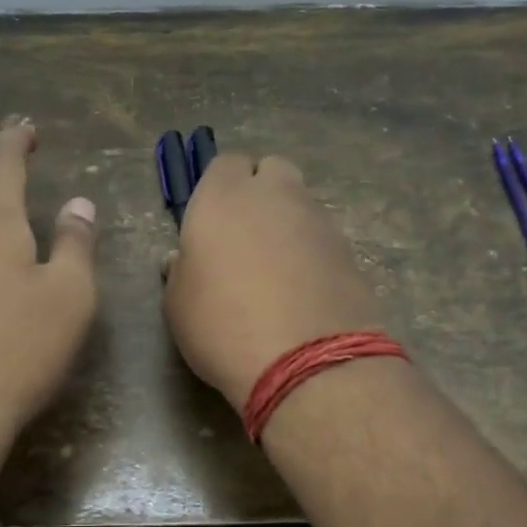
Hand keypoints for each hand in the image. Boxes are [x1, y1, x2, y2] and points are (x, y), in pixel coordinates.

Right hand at [162, 154, 384, 410]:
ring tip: (276, 271)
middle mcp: (275, 195)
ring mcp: (318, 220)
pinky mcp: (349, 250)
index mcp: (223, 197)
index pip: (225, 164)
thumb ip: (181, 271)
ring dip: (288, 224)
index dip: (219, 189)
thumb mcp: (178, 304)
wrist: (305, 361)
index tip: (211, 222)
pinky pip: (323, 238)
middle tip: (246, 236)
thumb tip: (184, 260)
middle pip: (272, 171)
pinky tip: (302, 291)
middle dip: (261, 192)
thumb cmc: (222, 325)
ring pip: (301, 204)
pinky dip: (312, 253)